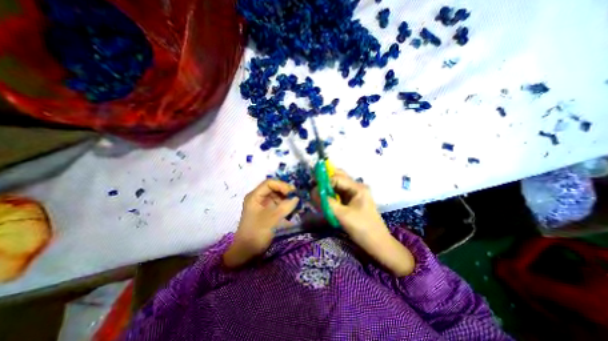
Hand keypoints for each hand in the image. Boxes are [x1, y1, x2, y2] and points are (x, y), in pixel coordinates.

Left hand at [223, 180, 297, 267]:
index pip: (270, 183)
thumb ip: (286, 207)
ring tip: (296, 204)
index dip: (282, 185)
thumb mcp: (272, 219)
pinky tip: (292, 209)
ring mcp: (263, 205)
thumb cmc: (256, 233)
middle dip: (286, 192)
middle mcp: (259, 198)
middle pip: (274, 189)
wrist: (246, 253)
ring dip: (287, 199)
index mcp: (255, 196)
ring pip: (277, 197)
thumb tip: (297, 198)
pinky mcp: (268, 212)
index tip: (292, 193)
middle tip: (297, 197)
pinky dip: (285, 206)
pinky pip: (278, 205)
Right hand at [320, 171, 415, 276]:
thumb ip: (327, 202)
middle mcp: (356, 187)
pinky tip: (323, 199)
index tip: (313, 190)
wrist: (378, 244)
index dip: (324, 182)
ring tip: (316, 193)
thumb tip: (313, 192)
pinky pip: (339, 193)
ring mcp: (354, 194)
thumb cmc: (363, 229)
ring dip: (327, 187)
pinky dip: (330, 195)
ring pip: (338, 185)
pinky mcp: (352, 201)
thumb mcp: (343, 215)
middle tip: (314, 186)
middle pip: (338, 177)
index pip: (337, 178)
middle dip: (325, 180)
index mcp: (357, 188)